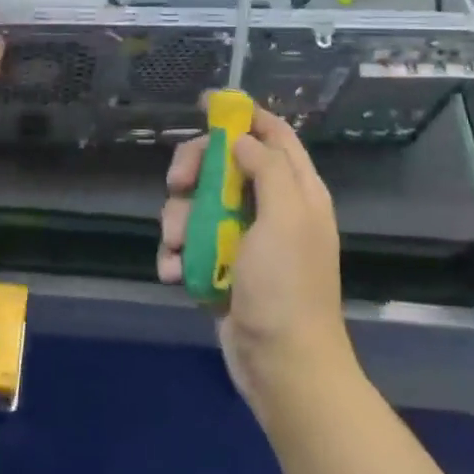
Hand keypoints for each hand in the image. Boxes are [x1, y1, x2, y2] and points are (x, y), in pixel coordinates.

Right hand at [157, 103, 356, 419]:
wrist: (282, 368)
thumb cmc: (287, 288)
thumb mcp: (285, 218)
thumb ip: (267, 168)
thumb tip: (241, 139)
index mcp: (296, 191)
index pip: (273, 135)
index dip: (243, 115)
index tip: (206, 104)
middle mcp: (270, 208)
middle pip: (225, 164)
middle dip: (195, 170)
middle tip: (176, 183)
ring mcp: (244, 240)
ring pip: (198, 205)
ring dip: (179, 222)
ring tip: (180, 248)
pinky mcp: (221, 269)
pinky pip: (190, 246)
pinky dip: (179, 256)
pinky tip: (177, 273)